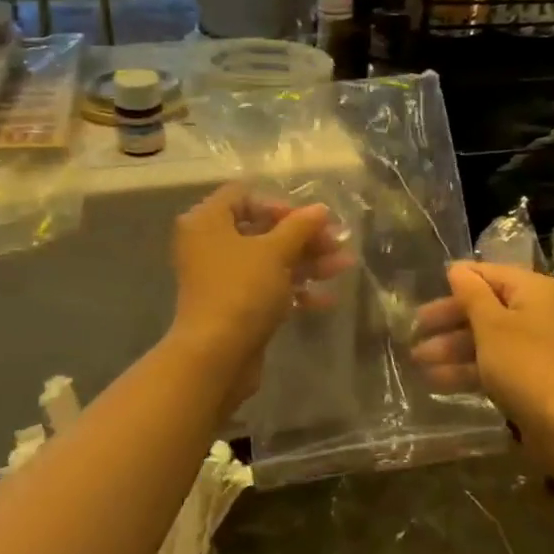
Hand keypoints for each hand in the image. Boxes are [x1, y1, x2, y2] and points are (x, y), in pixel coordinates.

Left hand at [169, 184, 350, 409]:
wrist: (216, 356)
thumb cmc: (241, 291)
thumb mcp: (275, 252)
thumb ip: (300, 227)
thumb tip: (321, 209)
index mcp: (207, 222)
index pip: (243, 197)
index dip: (278, 204)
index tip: (308, 219)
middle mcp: (210, 246)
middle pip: (262, 230)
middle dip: (303, 237)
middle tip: (338, 241)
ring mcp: (222, 279)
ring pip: (269, 261)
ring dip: (307, 262)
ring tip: (345, 266)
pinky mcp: (235, 307)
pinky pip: (267, 289)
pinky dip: (294, 290)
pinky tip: (327, 298)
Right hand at [412, 263, 553, 444]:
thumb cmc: (525, 365)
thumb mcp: (492, 325)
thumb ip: (471, 294)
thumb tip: (457, 268)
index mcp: (534, 290)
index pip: (488, 273)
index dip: (456, 281)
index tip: (423, 290)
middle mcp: (537, 312)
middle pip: (485, 307)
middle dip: (448, 321)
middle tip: (414, 330)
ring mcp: (535, 345)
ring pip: (486, 338)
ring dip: (451, 347)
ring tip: (416, 360)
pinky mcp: (530, 375)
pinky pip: (493, 362)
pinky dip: (467, 368)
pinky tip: (435, 380)